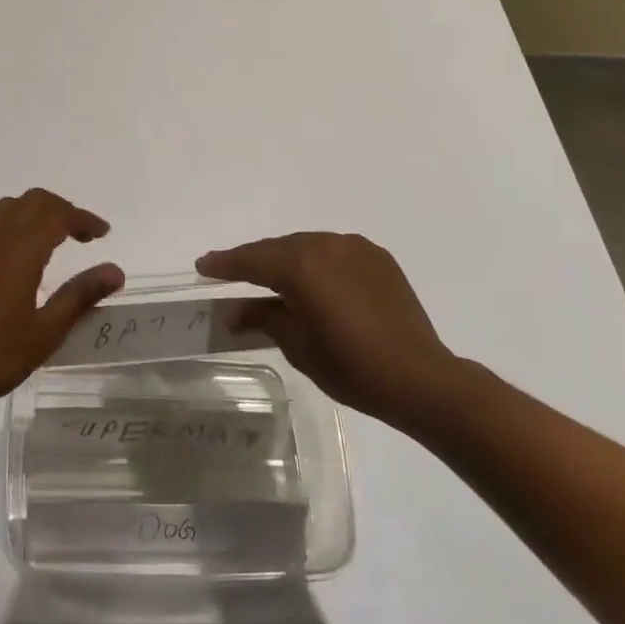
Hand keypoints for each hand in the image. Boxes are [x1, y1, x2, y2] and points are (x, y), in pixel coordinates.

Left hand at [0, 189, 124, 420]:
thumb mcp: (43, 334)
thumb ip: (79, 296)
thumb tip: (115, 271)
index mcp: (19, 249)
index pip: (58, 215)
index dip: (83, 219)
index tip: (102, 232)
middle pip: (32, 201)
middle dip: (60, 209)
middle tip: (80, 233)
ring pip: (6, 209)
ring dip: (33, 214)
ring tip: (50, 240)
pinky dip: (9, 227)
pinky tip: (12, 260)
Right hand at [196, 232, 461, 428]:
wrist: (421, 378)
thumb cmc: (353, 368)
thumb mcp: (299, 346)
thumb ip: (264, 318)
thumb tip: (236, 310)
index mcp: (301, 266)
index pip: (251, 260)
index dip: (225, 264)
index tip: (203, 267)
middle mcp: (324, 245)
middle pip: (278, 248)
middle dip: (254, 261)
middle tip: (232, 273)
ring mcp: (353, 247)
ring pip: (306, 245)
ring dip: (287, 259)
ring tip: (273, 278)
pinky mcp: (376, 257)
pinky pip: (334, 251)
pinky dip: (317, 262)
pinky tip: (316, 281)